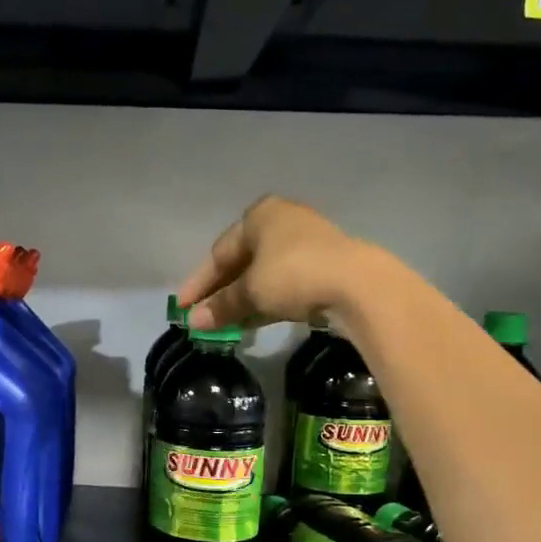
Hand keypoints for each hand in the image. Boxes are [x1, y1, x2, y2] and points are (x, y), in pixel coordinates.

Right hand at [178, 196, 367, 330]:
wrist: (358, 285)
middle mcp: (281, 222)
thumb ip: (221, 305)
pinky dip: (265, 301)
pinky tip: (252, 322)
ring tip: (224, 326)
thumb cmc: (293, 274)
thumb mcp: (251, 291)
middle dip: (220, 292)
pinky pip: (283, 284)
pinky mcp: (323, 266)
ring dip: (242, 300)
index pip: (219, 252)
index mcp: (259, 216)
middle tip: (201, 318)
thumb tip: (193, 322)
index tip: (182, 308)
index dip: (199, 283)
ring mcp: (305, 243)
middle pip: (241, 261)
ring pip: (262, 274)